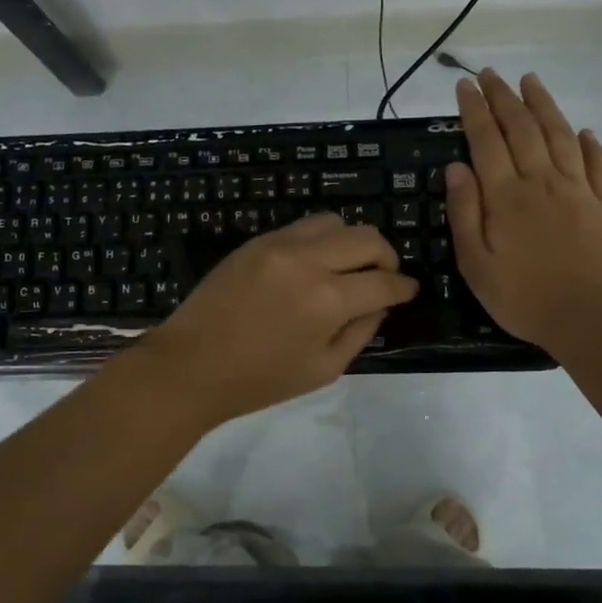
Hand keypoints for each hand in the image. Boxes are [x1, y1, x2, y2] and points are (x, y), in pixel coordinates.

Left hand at [140, 214, 418, 428]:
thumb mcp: (324, 368)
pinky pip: (301, 228)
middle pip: (366, 237)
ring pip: (334, 222)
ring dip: (352, 242)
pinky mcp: (256, 241)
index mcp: (327, 300)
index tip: (409, 291)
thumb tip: (380, 303)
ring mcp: (278, 245)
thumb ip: (361, 331)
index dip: (404, 287)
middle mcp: (307, 261)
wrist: (192, 365)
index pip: (384, 282)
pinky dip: (320, 241)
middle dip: (386, 256)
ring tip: (348, 267)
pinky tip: (314, 265)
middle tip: (384, 277)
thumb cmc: (260, 380)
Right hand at [446, 69, 601, 349]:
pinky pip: (597, 164)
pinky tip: (583, 130)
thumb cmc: (523, 297)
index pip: (486, 140)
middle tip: (490, 74)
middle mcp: (542, 181)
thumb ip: (466, 213)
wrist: (591, 318)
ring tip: (531, 81)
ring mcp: (578, 190)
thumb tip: (457, 167)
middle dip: (503, 97)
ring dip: (543, 105)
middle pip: (522, 128)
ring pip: (559, 135)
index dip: (475, 109)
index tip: (465, 85)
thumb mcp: (476, 263)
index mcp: (506, 196)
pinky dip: (589, 143)